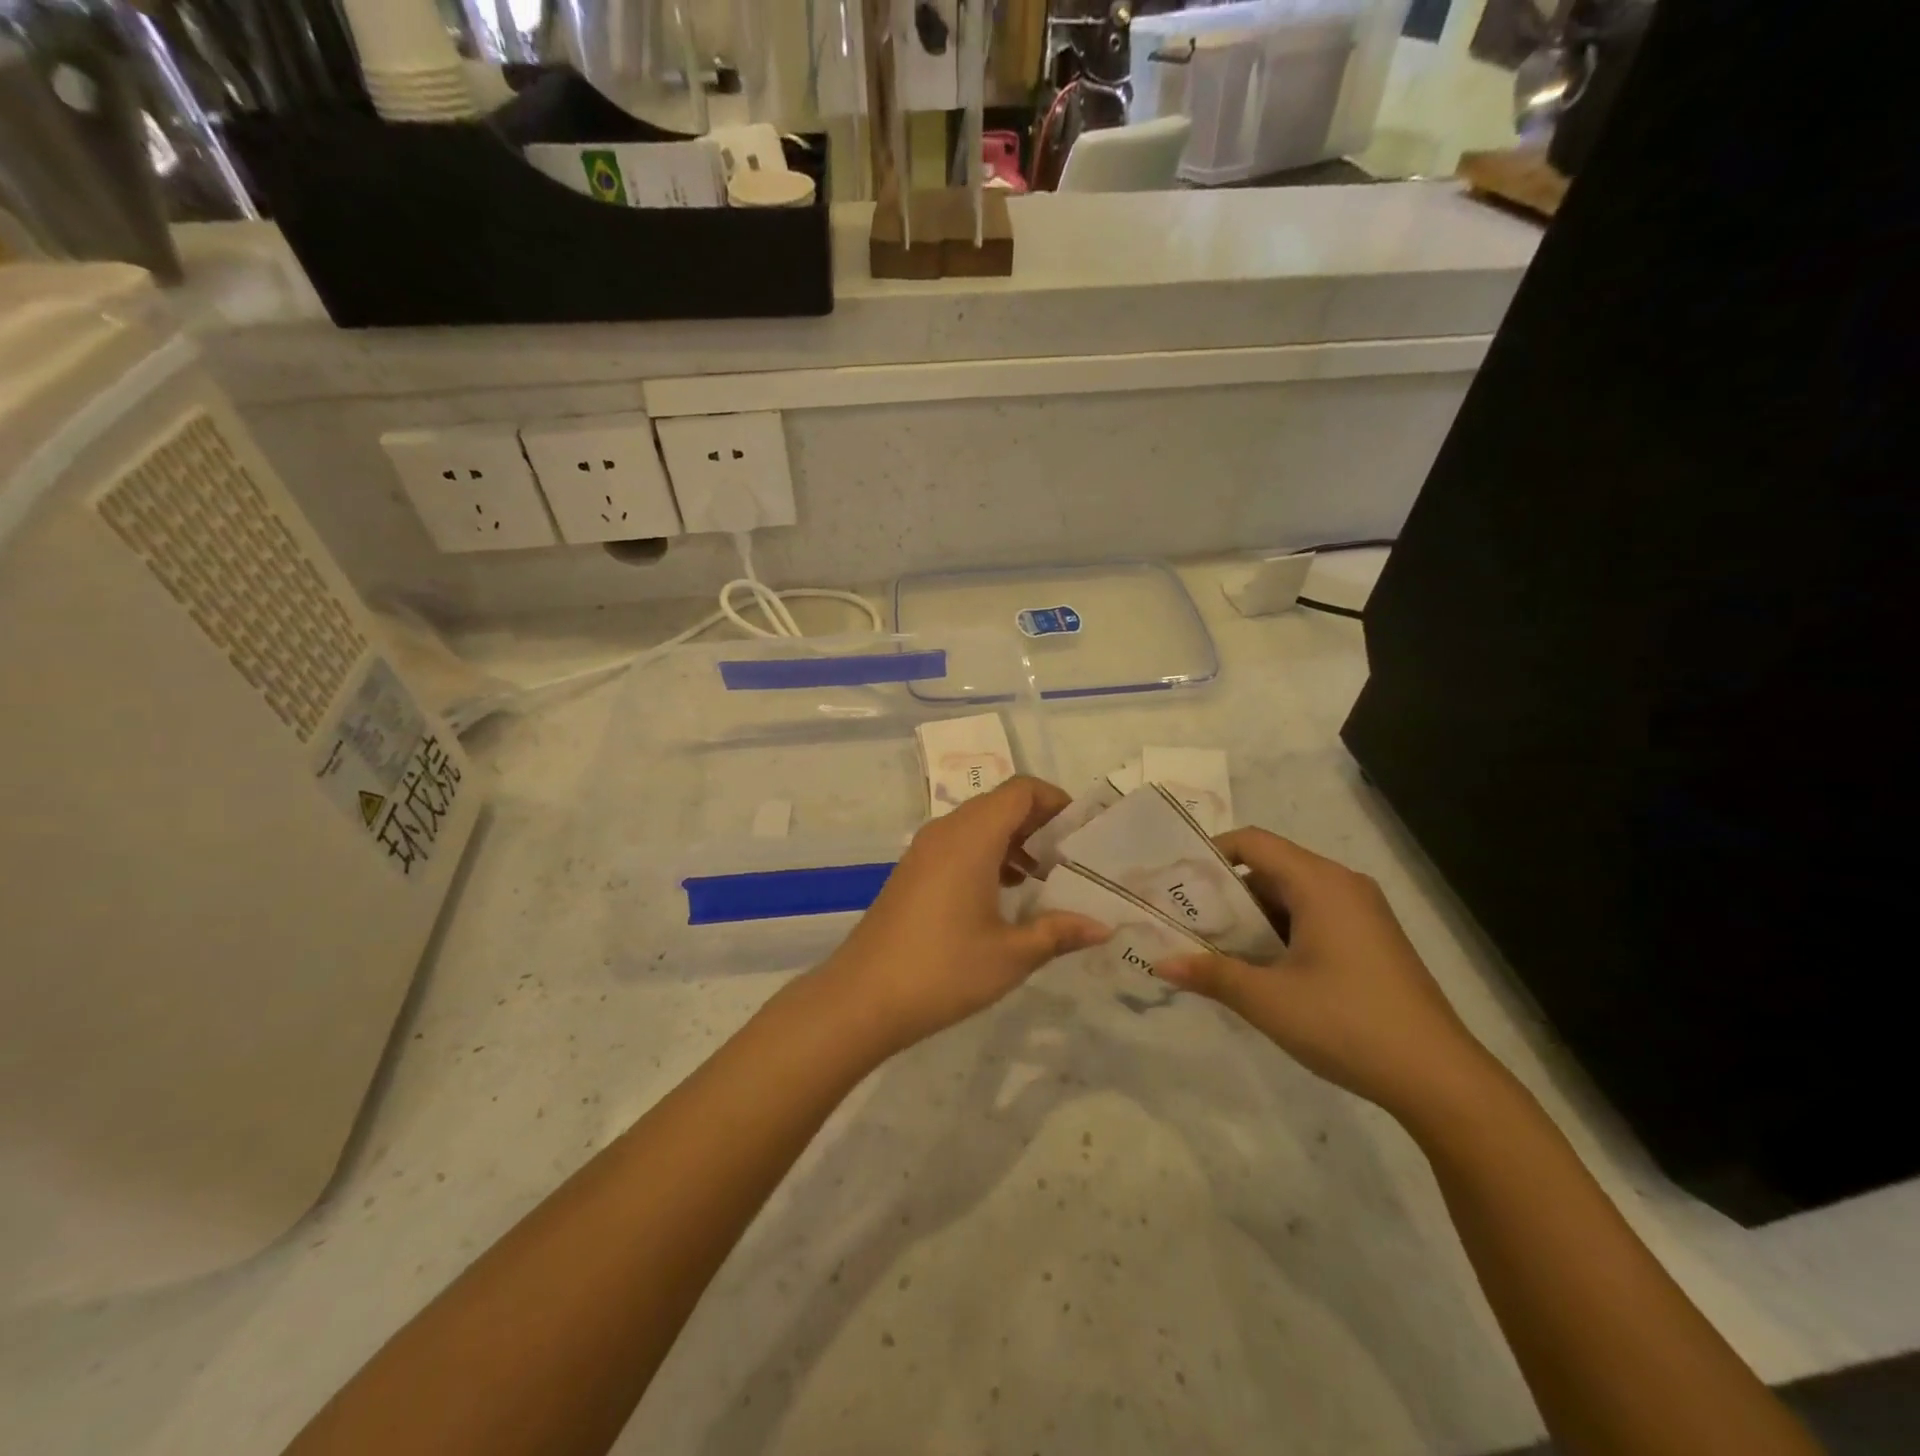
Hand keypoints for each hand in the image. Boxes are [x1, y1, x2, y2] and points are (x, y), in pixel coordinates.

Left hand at [818, 777, 1109, 1054]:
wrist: (861, 998)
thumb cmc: (943, 969)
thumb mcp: (1011, 954)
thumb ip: (1059, 932)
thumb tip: (1103, 926)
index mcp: (971, 837)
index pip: (1021, 791)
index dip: (1056, 800)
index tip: (1083, 831)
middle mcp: (946, 831)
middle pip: (1000, 804)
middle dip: (1039, 822)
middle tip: (1072, 857)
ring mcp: (924, 850)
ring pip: (978, 825)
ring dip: (1013, 840)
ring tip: (1044, 877)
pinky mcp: (913, 871)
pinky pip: (958, 844)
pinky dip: (988, 855)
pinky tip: (1005, 894)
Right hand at [1158, 828, 1492, 1118]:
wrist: (1440, 1080)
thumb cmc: (1347, 1024)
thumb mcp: (1268, 1000)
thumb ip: (1211, 974)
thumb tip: (1159, 963)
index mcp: (1320, 883)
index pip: (1253, 842)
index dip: (1210, 854)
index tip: (1178, 884)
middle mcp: (1343, 886)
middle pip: (1270, 869)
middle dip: (1225, 894)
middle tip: (1187, 923)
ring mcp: (1362, 913)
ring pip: (1290, 897)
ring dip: (1251, 918)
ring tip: (1215, 950)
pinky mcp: (1371, 941)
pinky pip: (1313, 918)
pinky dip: (1280, 933)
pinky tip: (1262, 971)